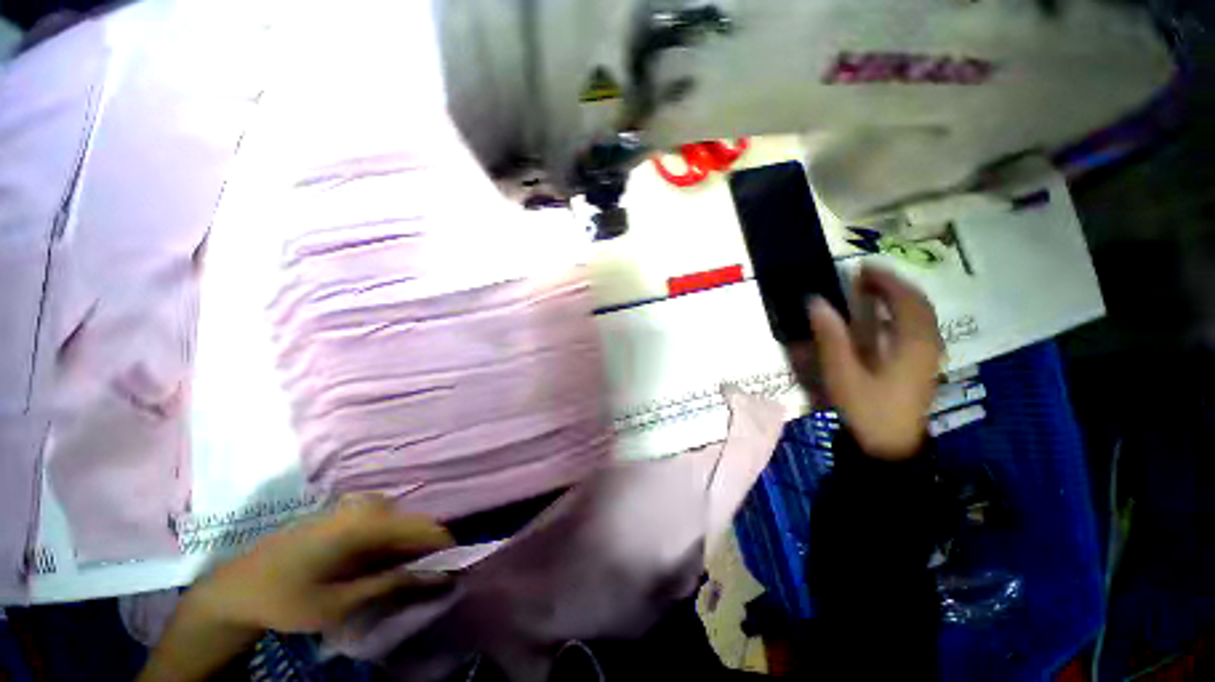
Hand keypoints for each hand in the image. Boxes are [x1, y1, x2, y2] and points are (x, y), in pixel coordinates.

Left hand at [195, 494, 454, 632]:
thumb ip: (393, 584)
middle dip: (424, 550)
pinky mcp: (345, 509)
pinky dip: (389, 540)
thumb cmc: (288, 598)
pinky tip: (375, 562)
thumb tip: (439, 576)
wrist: (237, 586)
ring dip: (406, 546)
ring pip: (401, 521)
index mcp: (367, 522)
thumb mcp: (341, 603)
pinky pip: (384, 519)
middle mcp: (366, 504)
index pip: (425, 528)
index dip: (444, 549)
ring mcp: (354, 503)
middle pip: (414, 522)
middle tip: (420, 580)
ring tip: (396, 575)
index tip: (451, 572)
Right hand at [788, 266, 941, 459]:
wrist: (889, 446)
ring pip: (921, 316)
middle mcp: (927, 344)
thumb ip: (830, 336)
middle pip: (918, 304)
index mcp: (913, 343)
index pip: (905, 299)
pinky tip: (881, 319)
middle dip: (893, 285)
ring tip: (872, 291)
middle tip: (864, 277)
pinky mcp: (922, 365)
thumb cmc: (866, 408)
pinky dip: (900, 315)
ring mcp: (928, 355)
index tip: (861, 267)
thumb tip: (816, 302)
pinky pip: (917, 328)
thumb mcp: (843, 373)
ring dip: (898, 298)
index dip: (885, 279)